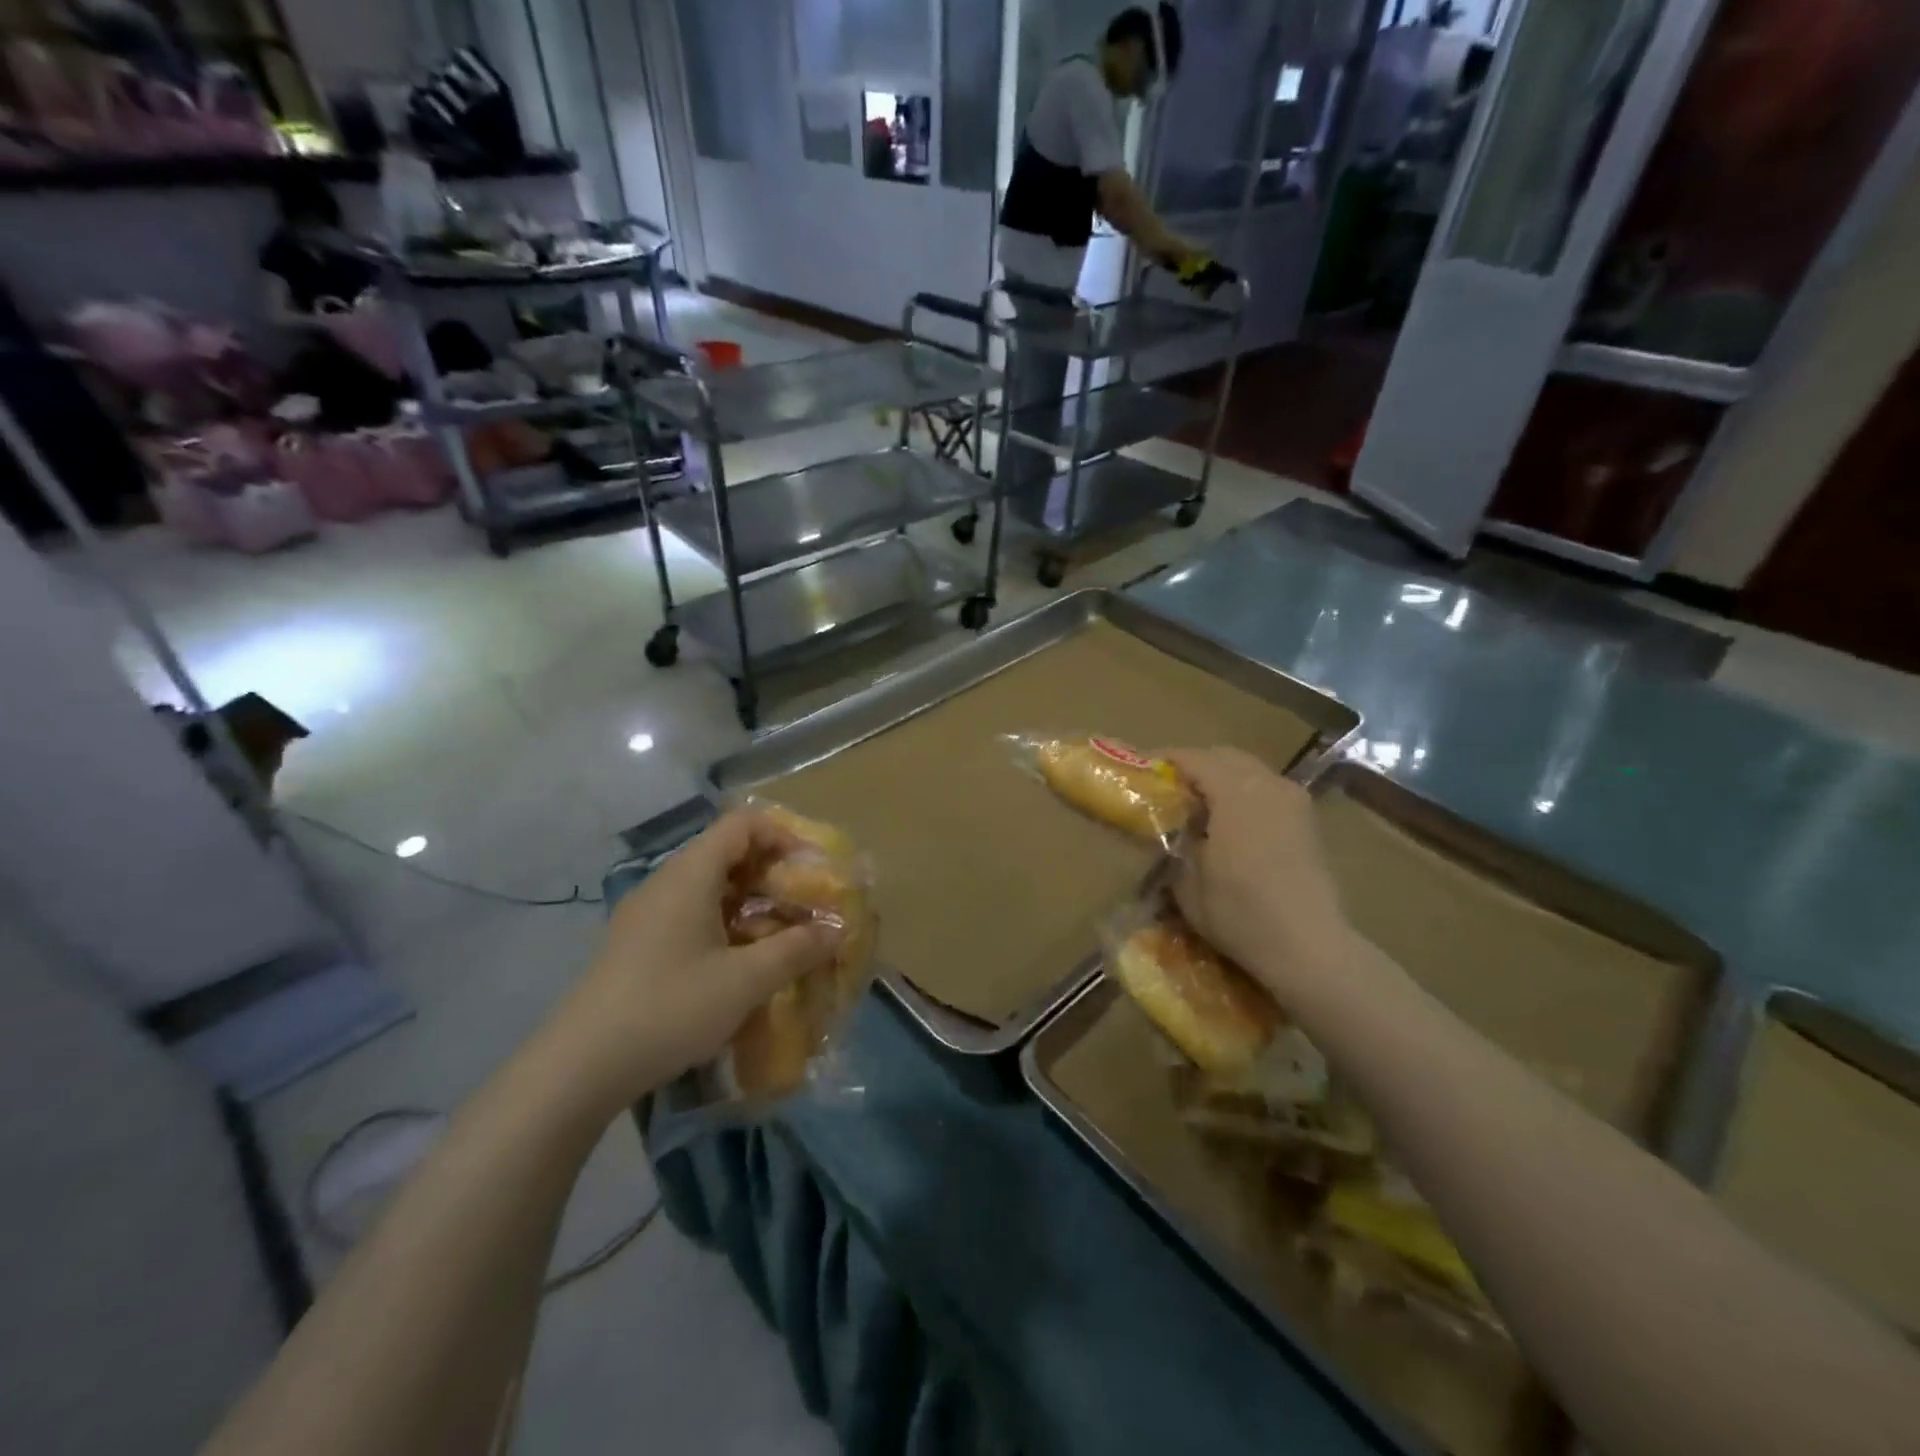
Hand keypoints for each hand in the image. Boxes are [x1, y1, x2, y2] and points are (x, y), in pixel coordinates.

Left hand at [551, 811, 839, 1112]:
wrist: (579, 1067)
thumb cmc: (670, 1008)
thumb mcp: (746, 981)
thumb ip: (796, 950)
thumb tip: (836, 930)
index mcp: (690, 874)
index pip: (742, 824)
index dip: (783, 836)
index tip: (811, 869)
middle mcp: (666, 882)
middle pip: (727, 852)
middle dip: (772, 873)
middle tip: (803, 905)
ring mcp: (646, 913)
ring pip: (708, 885)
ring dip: (750, 900)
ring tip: (778, 934)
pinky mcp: (636, 943)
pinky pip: (690, 912)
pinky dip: (724, 921)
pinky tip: (737, 961)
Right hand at [1165, 748, 1354, 1001]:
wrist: (1309, 947)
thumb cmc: (1240, 913)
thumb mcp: (1186, 881)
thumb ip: (1176, 842)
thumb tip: (1173, 827)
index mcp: (1235, 793)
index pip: (1194, 758)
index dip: (1166, 760)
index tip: (1144, 770)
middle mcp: (1268, 785)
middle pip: (1225, 756)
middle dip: (1196, 764)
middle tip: (1170, 786)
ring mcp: (1294, 802)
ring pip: (1251, 771)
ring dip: (1223, 778)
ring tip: (1200, 804)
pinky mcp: (1309, 822)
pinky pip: (1269, 790)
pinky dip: (1246, 794)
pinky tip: (1232, 822)